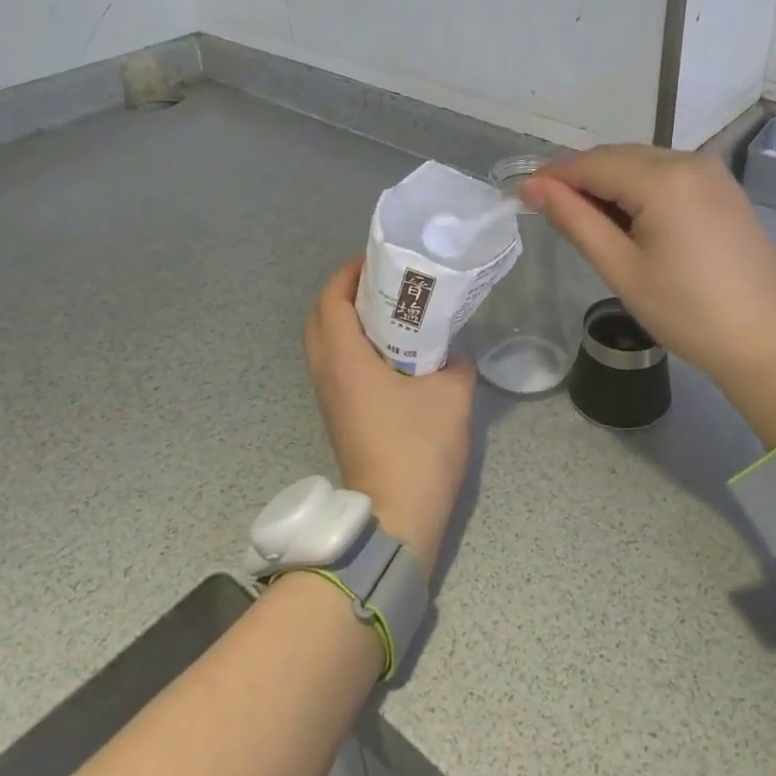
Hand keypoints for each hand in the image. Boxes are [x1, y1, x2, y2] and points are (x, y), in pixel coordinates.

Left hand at [304, 258, 473, 573]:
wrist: (396, 515)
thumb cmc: (419, 447)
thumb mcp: (453, 393)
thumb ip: (455, 359)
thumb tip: (453, 349)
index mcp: (346, 359)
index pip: (330, 300)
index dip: (348, 273)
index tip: (377, 260)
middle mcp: (327, 373)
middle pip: (320, 318)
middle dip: (345, 293)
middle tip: (383, 282)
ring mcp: (329, 398)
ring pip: (325, 344)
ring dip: (347, 320)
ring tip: (389, 310)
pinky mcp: (338, 416)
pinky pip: (335, 365)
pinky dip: (352, 346)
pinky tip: (390, 352)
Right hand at [519, 146, 775, 445]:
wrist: (768, 342)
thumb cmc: (688, 312)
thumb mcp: (621, 268)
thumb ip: (574, 220)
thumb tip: (532, 187)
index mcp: (664, 178)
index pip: (592, 162)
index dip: (554, 176)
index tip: (521, 196)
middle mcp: (690, 160)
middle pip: (618, 157)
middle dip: (581, 179)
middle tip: (550, 213)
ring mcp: (712, 173)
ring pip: (643, 164)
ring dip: (610, 185)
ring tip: (588, 224)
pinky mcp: (724, 189)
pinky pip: (668, 175)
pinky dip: (640, 190)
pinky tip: (629, 221)